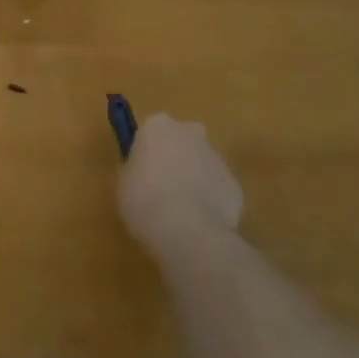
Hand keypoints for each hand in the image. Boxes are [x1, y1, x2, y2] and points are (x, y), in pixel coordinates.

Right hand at [118, 114, 243, 253]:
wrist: (187, 231)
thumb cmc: (144, 200)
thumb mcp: (123, 182)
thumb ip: (135, 169)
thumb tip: (143, 171)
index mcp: (158, 126)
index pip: (151, 132)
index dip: (147, 153)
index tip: (142, 174)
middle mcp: (190, 132)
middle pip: (182, 141)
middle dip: (176, 160)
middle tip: (163, 190)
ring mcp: (217, 157)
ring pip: (202, 165)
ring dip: (194, 180)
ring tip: (181, 214)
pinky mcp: (235, 184)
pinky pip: (218, 189)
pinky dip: (211, 202)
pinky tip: (200, 225)